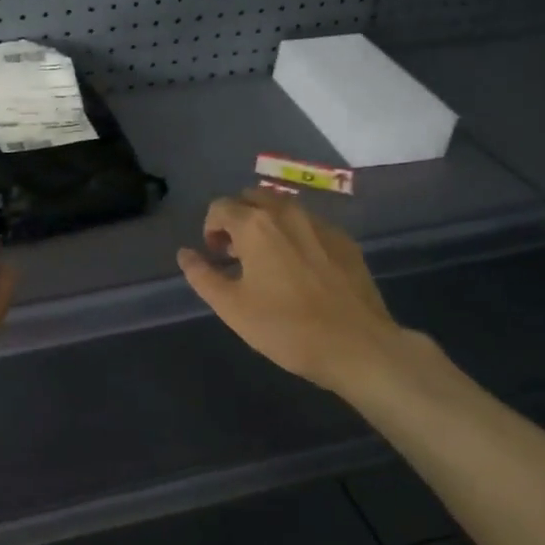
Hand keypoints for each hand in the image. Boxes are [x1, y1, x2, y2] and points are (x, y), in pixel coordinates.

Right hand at [177, 188, 443, 397]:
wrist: (359, 346)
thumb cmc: (286, 328)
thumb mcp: (232, 307)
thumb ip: (202, 275)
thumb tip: (185, 253)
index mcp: (255, 225)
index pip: (220, 207)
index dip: (211, 229)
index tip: (217, 257)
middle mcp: (286, 213)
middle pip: (252, 198)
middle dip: (238, 219)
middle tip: (238, 254)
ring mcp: (320, 224)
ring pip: (283, 209)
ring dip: (267, 224)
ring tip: (269, 261)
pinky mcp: (345, 241)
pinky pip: (309, 225)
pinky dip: (296, 236)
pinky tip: (302, 270)